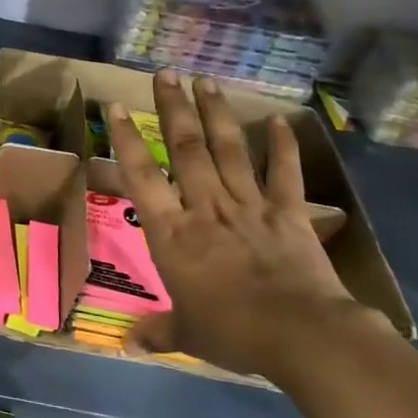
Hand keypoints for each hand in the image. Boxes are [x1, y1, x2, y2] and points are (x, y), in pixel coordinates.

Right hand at [108, 71, 377, 376]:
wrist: (301, 336)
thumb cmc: (233, 333)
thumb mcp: (187, 333)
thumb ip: (158, 331)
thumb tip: (128, 344)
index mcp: (172, 234)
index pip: (142, 177)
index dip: (127, 140)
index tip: (116, 107)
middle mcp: (205, 208)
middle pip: (186, 149)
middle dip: (174, 109)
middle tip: (165, 74)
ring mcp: (249, 207)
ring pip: (228, 151)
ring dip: (216, 114)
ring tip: (205, 81)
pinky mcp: (288, 215)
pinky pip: (283, 175)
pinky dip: (282, 147)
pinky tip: (278, 121)